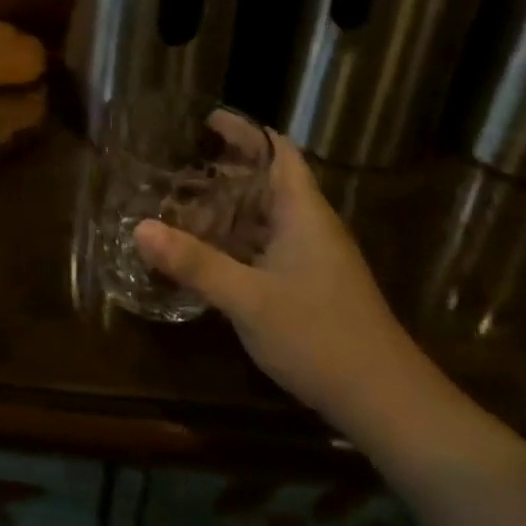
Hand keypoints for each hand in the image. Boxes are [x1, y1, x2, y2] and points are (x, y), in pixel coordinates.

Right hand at [134, 132, 425, 430]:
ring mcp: (312, 258)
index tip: (205, 121)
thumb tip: (139, 228)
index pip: (278, 150)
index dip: (245, 130)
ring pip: (265, 216)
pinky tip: (205, 252)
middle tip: (178, 163)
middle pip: (268, 179)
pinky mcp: (308, 285)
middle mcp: (310, 226)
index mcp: (303, 212)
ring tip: (180, 202)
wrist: (387, 404)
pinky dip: (235, 239)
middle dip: (226, 168)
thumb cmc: (321, 337)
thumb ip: (195, 263)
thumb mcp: (248, 299)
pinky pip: (265, 245)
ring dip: (228, 206)